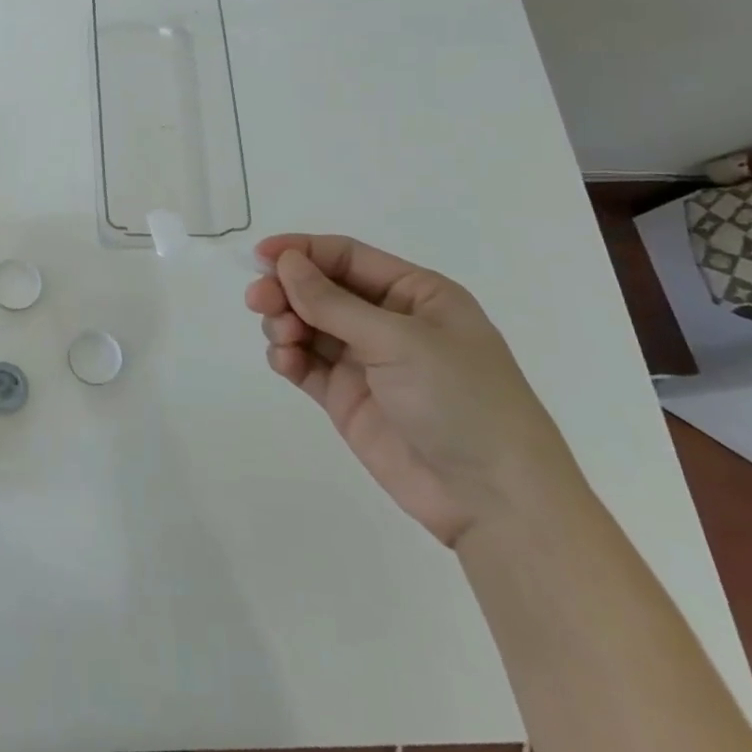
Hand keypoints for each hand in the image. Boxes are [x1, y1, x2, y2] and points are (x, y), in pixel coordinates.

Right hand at [246, 234, 578, 546]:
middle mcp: (387, 321)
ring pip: (307, 324)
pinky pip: (305, 364)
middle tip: (257, 300)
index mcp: (414, 294)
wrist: (493, 500)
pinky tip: (286, 362)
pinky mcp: (346, 397)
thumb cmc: (461, 400)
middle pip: (321, 289)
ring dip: (284, 322)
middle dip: (287, 289)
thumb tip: (286, 262)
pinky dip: (288, 357)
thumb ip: (333, 303)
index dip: (302, 251)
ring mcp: (365, 361)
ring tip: (282, 338)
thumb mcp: (400, 341)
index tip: (261, 255)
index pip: (347, 257)